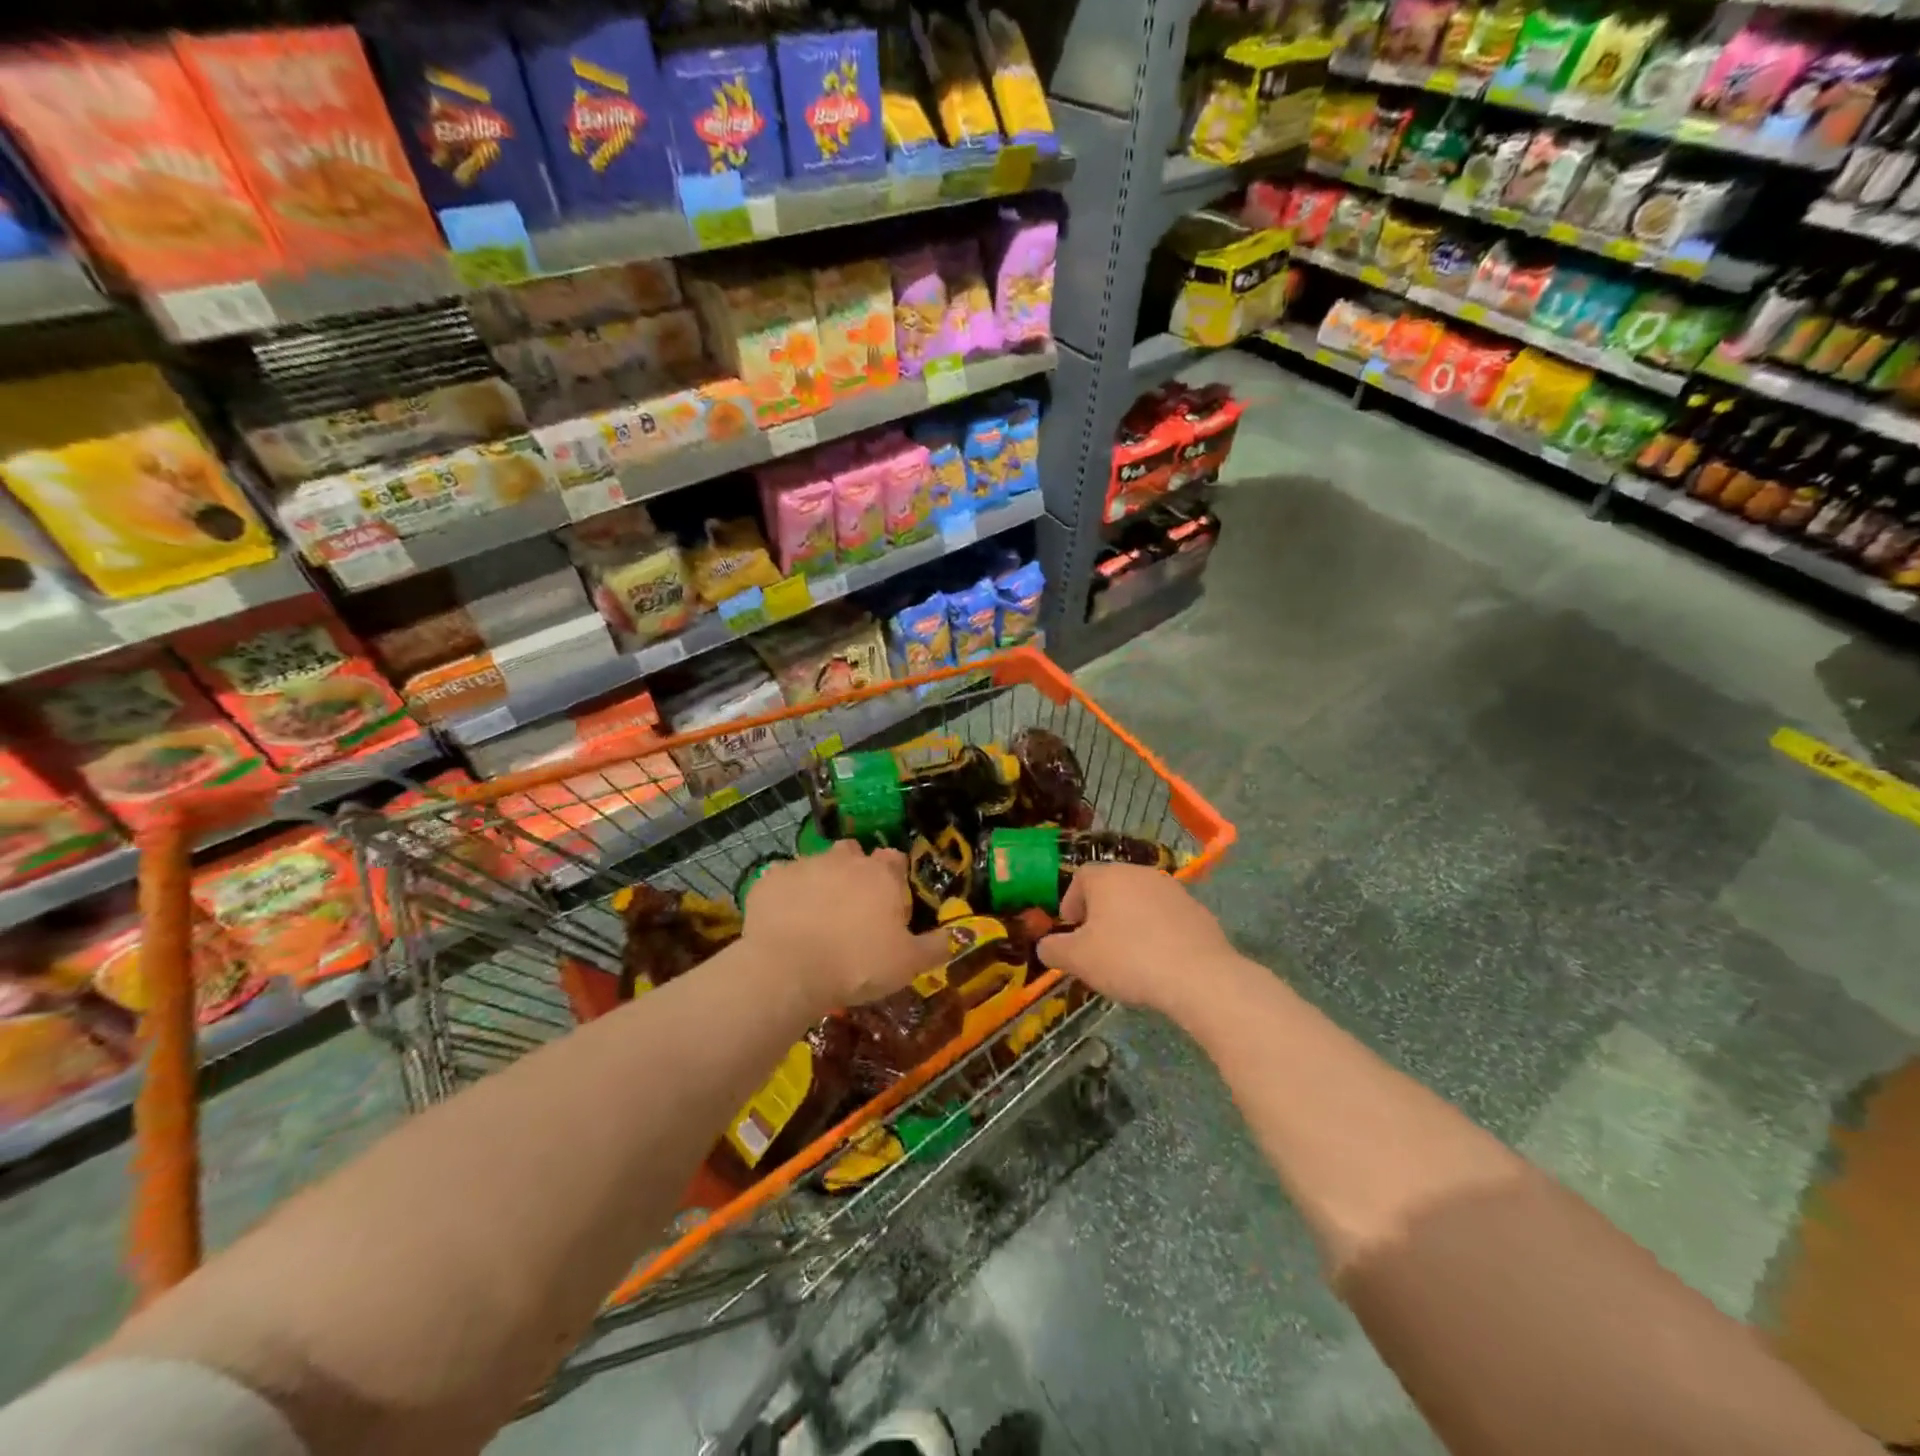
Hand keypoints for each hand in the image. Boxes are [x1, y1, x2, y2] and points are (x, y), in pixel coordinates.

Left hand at [741, 840, 946, 1008]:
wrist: (788, 968)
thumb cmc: (857, 964)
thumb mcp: (908, 964)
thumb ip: (934, 947)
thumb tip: (955, 936)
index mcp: (881, 875)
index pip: (894, 859)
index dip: (893, 877)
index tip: (889, 903)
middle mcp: (844, 860)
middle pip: (853, 854)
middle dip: (854, 871)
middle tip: (851, 908)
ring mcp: (804, 865)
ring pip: (816, 864)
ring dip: (819, 882)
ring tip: (815, 917)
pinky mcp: (769, 879)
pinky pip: (781, 881)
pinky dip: (785, 895)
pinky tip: (783, 921)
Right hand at [1037, 864, 1237, 1015]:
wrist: (1198, 975)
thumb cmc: (1127, 959)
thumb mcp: (1078, 959)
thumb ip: (1053, 949)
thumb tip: (1045, 946)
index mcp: (1108, 876)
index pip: (1081, 878)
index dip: (1071, 902)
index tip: (1070, 930)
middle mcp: (1140, 873)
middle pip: (1112, 887)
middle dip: (1100, 912)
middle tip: (1095, 944)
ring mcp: (1173, 890)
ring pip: (1140, 901)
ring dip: (1129, 921)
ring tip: (1128, 955)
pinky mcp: (1198, 910)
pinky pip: (1167, 917)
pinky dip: (1157, 932)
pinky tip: (1158, 961)